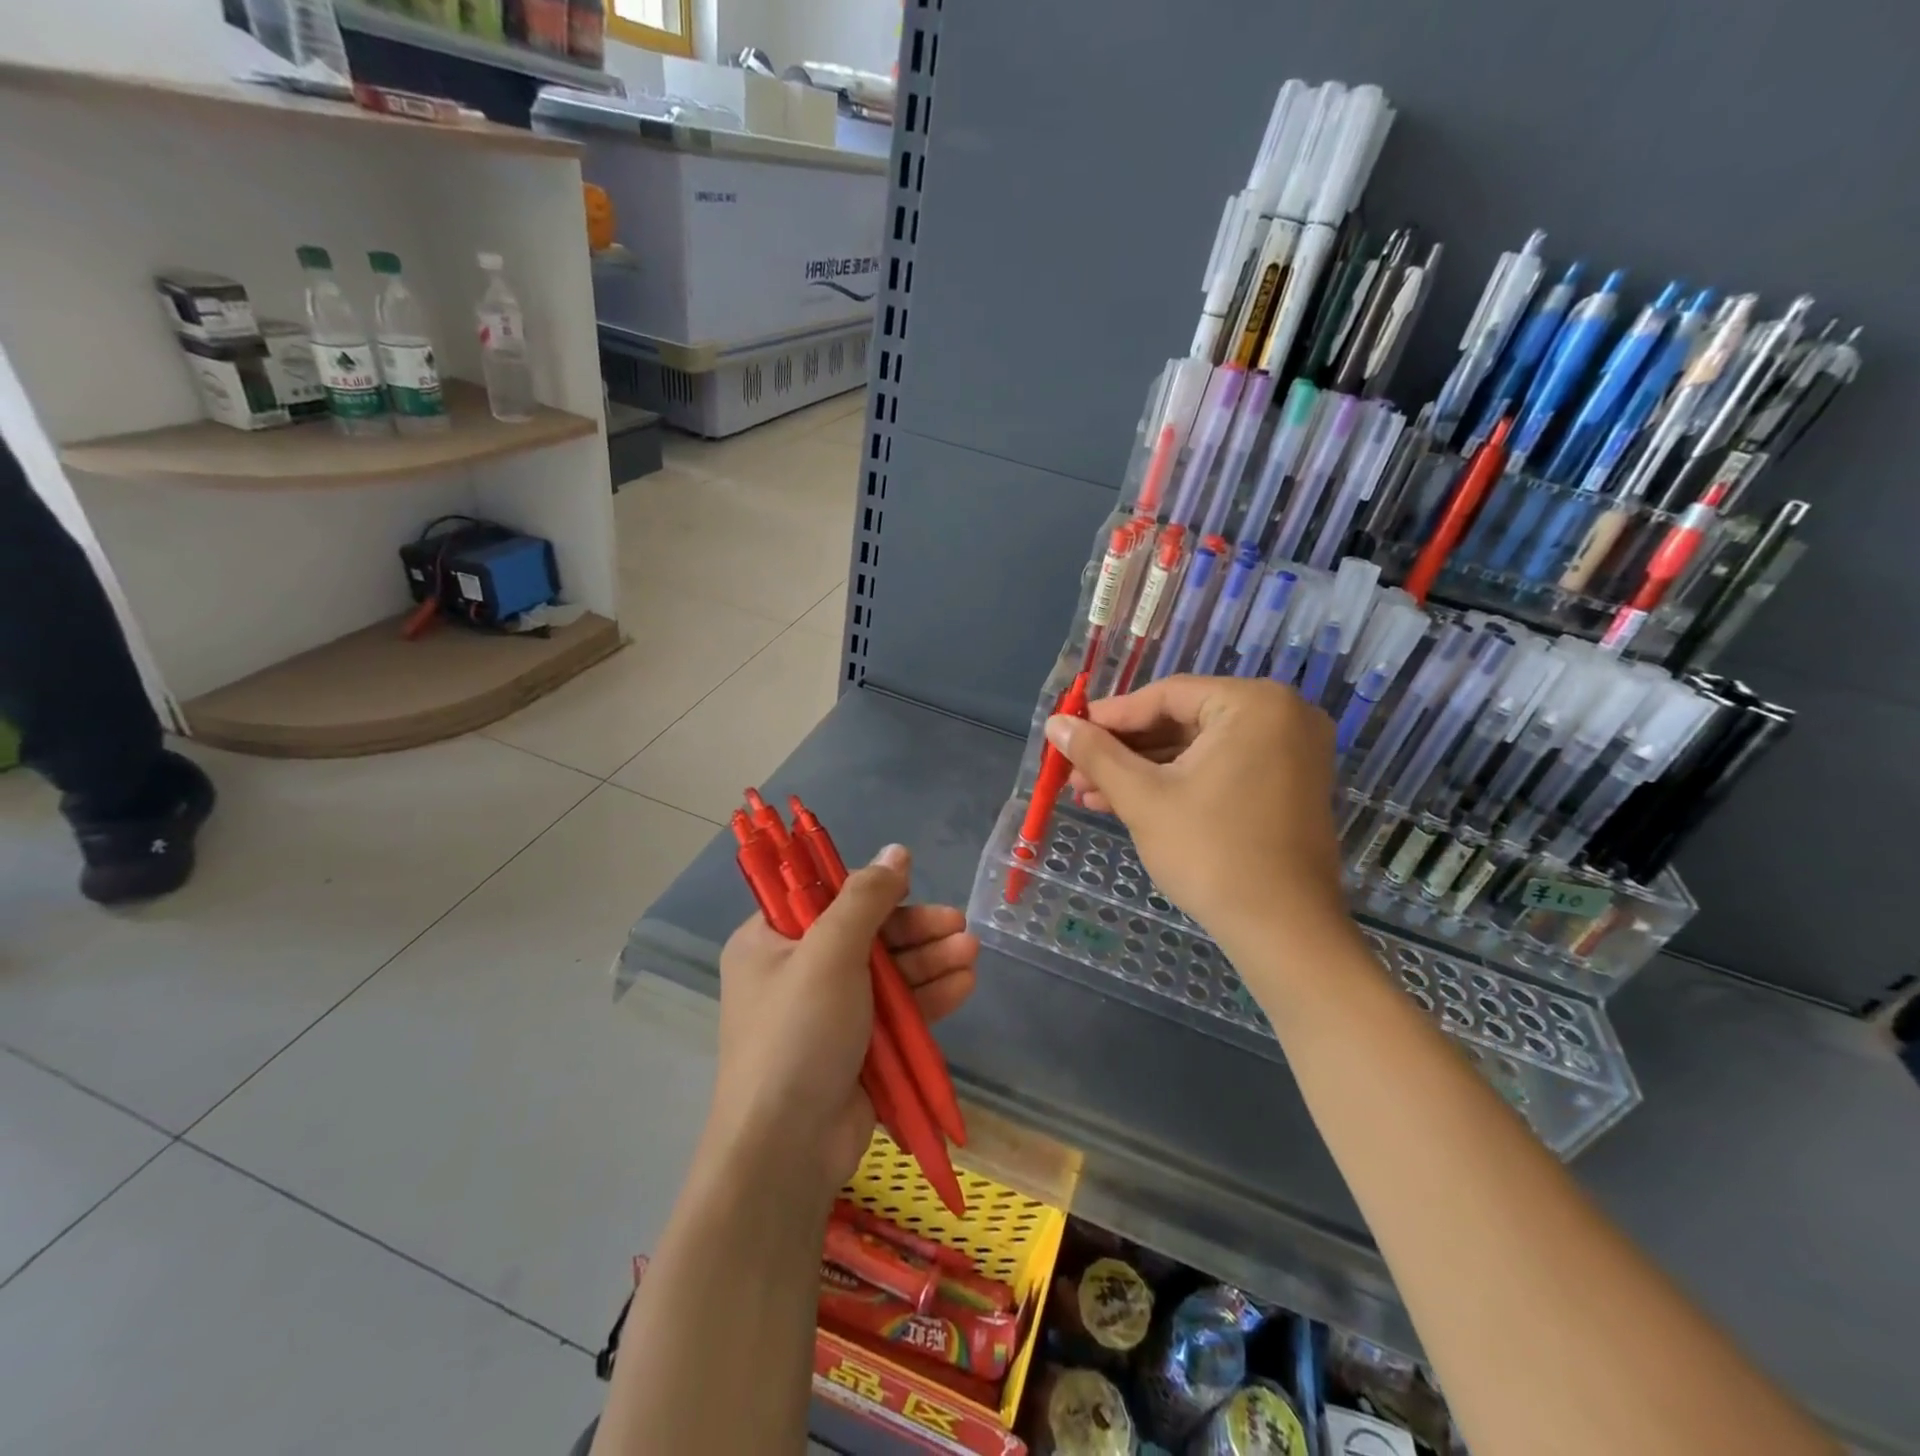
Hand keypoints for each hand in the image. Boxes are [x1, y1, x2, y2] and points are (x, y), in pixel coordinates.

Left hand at [709, 845, 977, 1204]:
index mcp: (770, 942)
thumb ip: (866, 898)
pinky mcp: (858, 1048)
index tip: (910, 883)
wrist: (788, 1148)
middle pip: (865, 935)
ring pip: (888, 973)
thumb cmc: (799, 1034)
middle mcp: (797, 972)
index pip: (822, 897)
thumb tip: (896, 851)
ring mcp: (830, 1013)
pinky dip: (928, 996)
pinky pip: (897, 1010)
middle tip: (957, 924)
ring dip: (929, 961)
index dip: (868, 889)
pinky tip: (963, 984)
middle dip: (914, 930)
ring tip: (970, 952)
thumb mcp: (830, 952)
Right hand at [1049, 675, 1349, 954]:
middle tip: (1075, 770)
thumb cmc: (1211, 853)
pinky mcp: (1286, 785)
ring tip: (1091, 794)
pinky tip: (1127, 803)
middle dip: (1123, 751)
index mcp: (1254, 704)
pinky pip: (1220, 769)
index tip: (1067, 734)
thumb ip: (1096, 753)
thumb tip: (1055, 723)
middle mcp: (1281, 715)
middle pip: (1181, 721)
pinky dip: (1177, 784)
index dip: (1110, 717)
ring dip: (1143, 771)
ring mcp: (1290, 752)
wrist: (1283, 930)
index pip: (1165, 696)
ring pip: (1197, 749)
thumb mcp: (1143, 797)